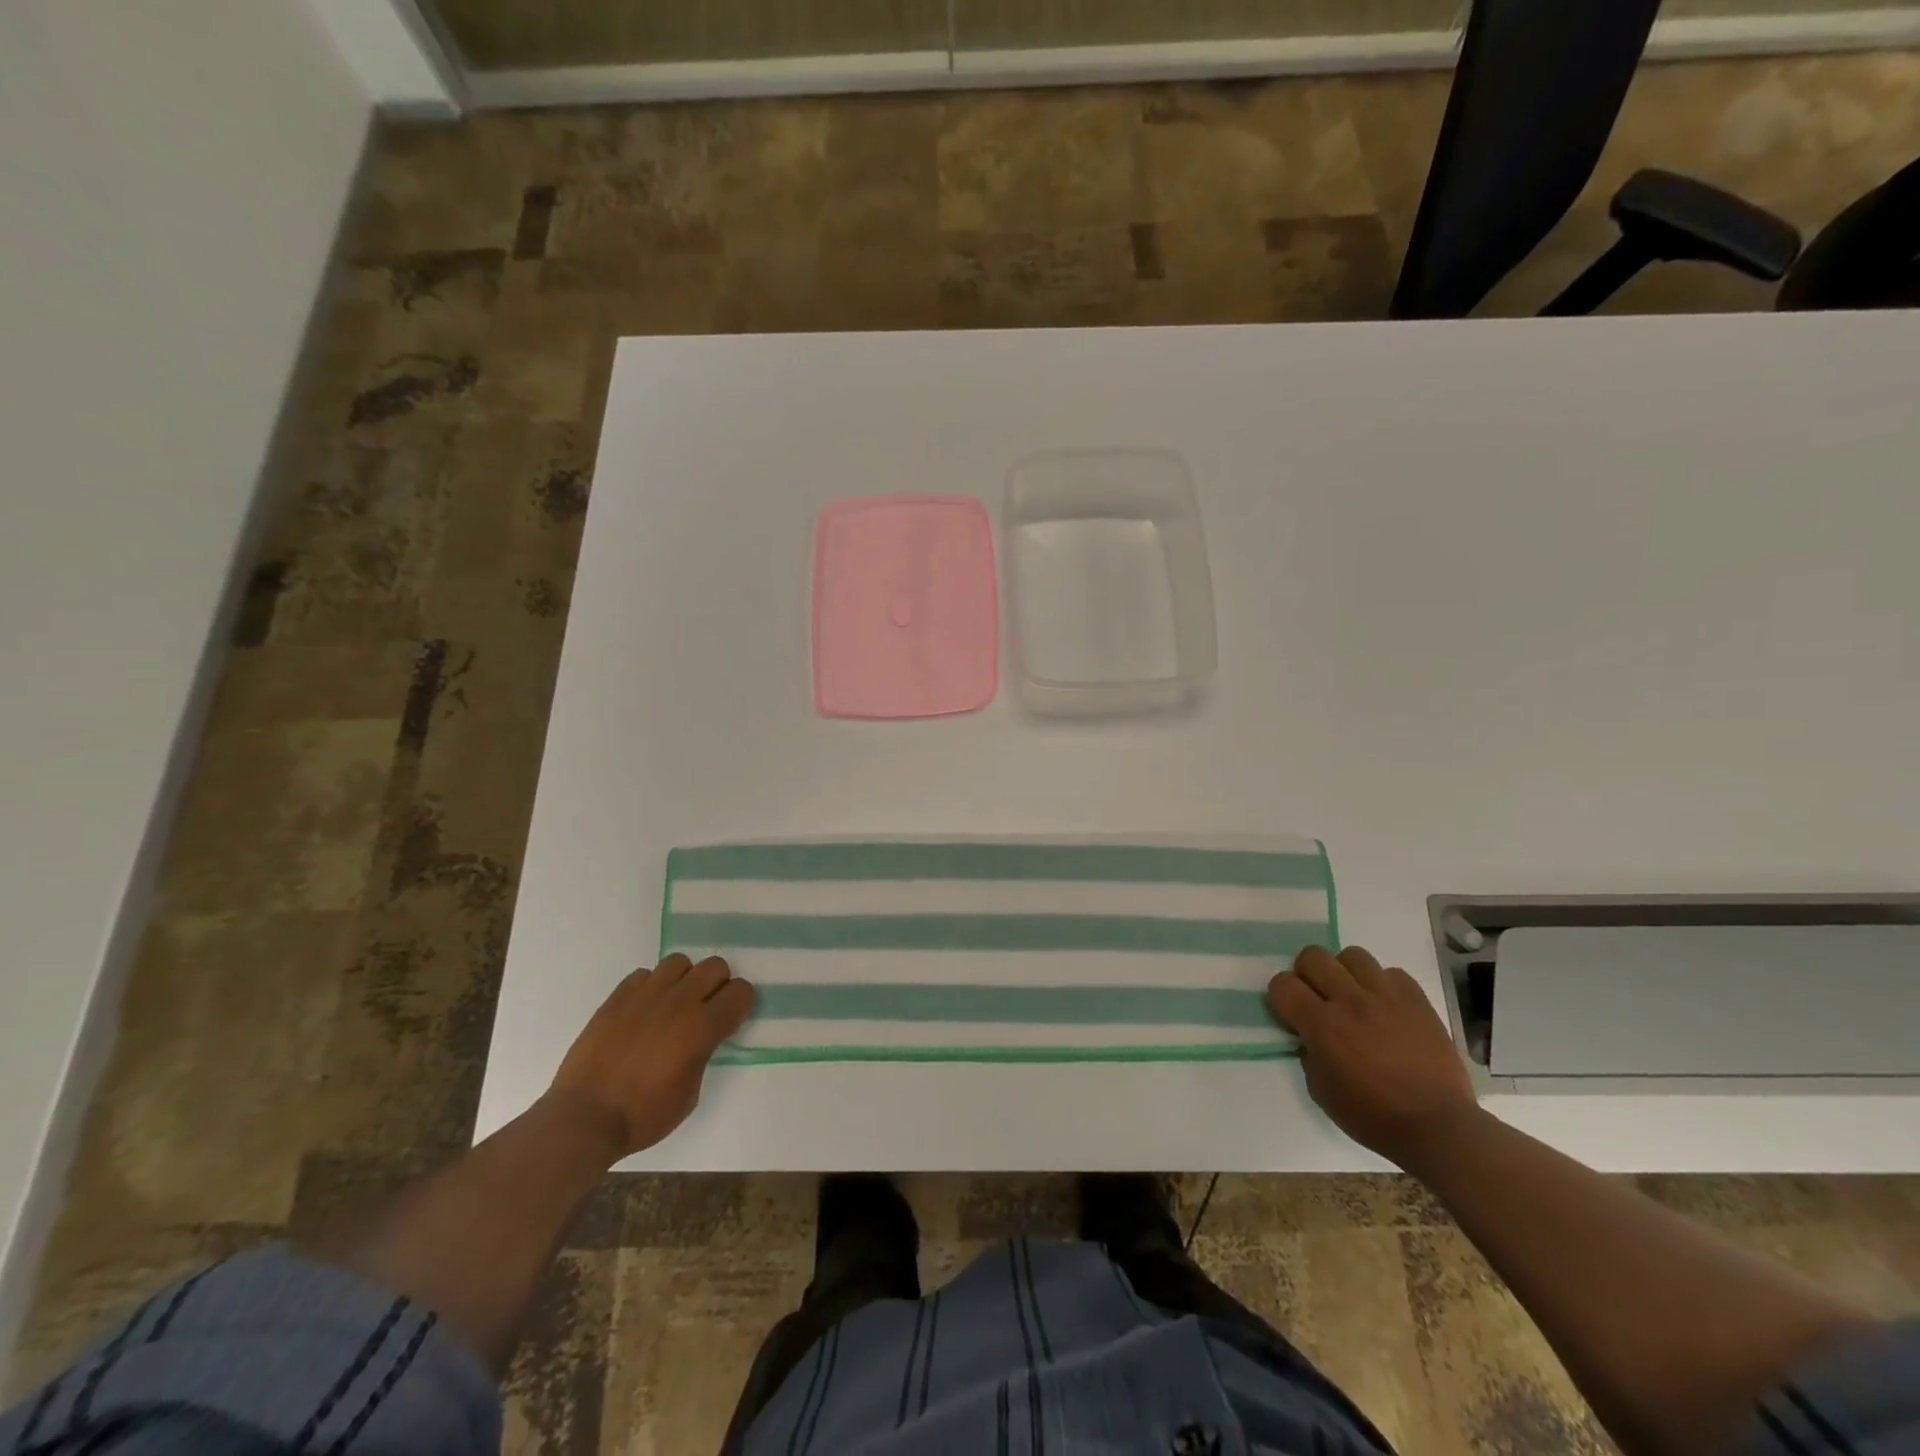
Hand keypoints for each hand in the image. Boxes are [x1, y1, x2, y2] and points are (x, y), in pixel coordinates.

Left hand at [546, 954, 754, 1160]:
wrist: (584, 1118)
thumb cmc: (643, 1115)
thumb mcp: (690, 1093)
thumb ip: (703, 1054)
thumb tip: (702, 1038)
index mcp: (702, 1027)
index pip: (741, 991)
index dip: (740, 1004)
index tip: (731, 1019)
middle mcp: (679, 1001)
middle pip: (715, 966)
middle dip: (718, 985)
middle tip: (706, 1009)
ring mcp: (645, 995)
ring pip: (679, 962)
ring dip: (684, 979)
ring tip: (673, 1004)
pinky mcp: (617, 998)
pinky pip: (644, 975)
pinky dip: (651, 987)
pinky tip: (644, 1011)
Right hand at [1268, 945, 1479, 1171]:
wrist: (1439, 1127)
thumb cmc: (1373, 1116)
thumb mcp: (1321, 1090)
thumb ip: (1309, 1052)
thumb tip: (1310, 1034)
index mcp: (1322, 1025)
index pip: (1282, 984)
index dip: (1281, 998)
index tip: (1292, 1016)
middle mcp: (1350, 1000)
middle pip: (1313, 956)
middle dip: (1308, 975)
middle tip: (1319, 999)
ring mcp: (1386, 996)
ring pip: (1353, 956)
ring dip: (1346, 974)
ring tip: (1355, 998)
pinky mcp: (1417, 999)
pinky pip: (1391, 974)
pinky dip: (1383, 986)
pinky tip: (1387, 1009)